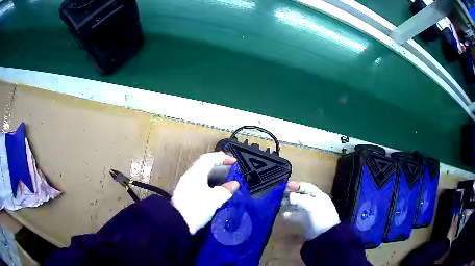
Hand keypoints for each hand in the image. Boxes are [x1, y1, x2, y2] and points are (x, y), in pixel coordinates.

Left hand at [172, 152, 239, 234]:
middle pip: (204, 164)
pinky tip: (213, 189)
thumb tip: (234, 184)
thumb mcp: (214, 200)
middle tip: (230, 169)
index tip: (235, 162)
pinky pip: (198, 181)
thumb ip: (225, 190)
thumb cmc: (197, 208)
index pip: (210, 158)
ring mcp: (185, 183)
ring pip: (201, 173)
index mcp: (196, 173)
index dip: (223, 157)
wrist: (177, 222)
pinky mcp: (184, 192)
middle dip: (218, 164)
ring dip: (213, 173)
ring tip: (224, 179)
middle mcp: (189, 175)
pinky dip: (208, 181)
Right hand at [283, 181, 339, 239]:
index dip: (298, 185)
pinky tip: (283, 214)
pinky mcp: (304, 221)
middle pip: (301, 196)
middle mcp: (313, 202)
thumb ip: (300, 199)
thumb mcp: (311, 204)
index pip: (307, 187)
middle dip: (292, 194)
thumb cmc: (320, 216)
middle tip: (281, 194)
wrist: (325, 234)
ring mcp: (309, 212)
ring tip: (280, 203)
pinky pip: (295, 215)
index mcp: (318, 196)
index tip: (287, 185)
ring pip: (297, 205)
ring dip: (289, 204)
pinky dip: (289, 214)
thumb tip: (290, 197)